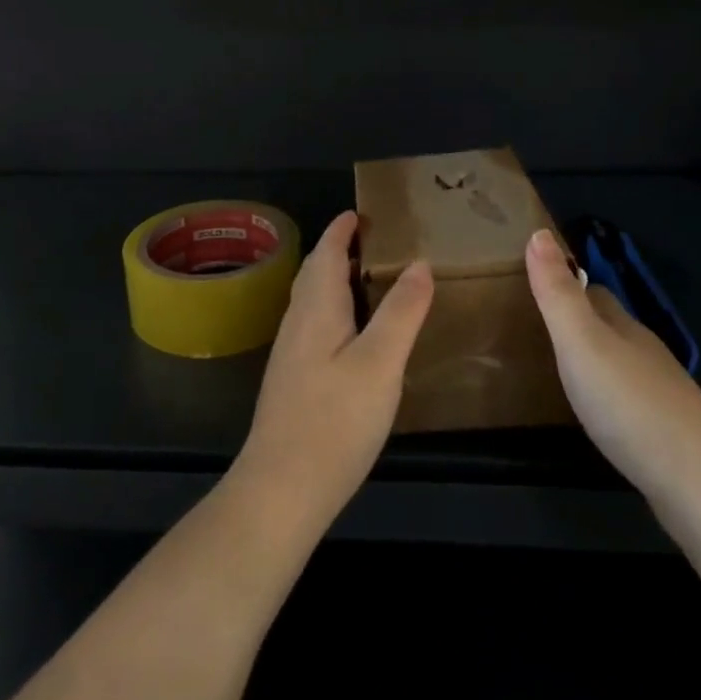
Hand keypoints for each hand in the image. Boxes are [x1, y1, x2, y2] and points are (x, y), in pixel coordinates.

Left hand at [233, 211, 432, 534]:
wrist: (281, 487)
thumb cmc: (335, 420)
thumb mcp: (381, 363)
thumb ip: (401, 312)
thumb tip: (419, 262)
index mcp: (317, 307)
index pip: (326, 252)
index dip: (342, 230)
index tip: (361, 213)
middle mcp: (297, 321)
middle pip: (315, 272)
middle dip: (338, 250)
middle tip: (372, 241)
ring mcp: (290, 352)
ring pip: (311, 299)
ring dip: (334, 279)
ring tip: (367, 279)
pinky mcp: (292, 379)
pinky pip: (313, 323)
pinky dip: (333, 308)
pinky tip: (351, 332)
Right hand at [525, 228, 700, 507]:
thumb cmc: (630, 403)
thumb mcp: (580, 341)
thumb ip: (557, 292)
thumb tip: (539, 233)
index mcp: (624, 328)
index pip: (594, 293)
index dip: (568, 283)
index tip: (537, 283)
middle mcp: (646, 355)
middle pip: (610, 326)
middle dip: (581, 320)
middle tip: (539, 326)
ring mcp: (662, 396)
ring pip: (623, 365)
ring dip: (595, 361)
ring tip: (560, 369)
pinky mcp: (668, 436)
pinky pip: (631, 403)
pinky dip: (610, 399)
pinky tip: (598, 416)